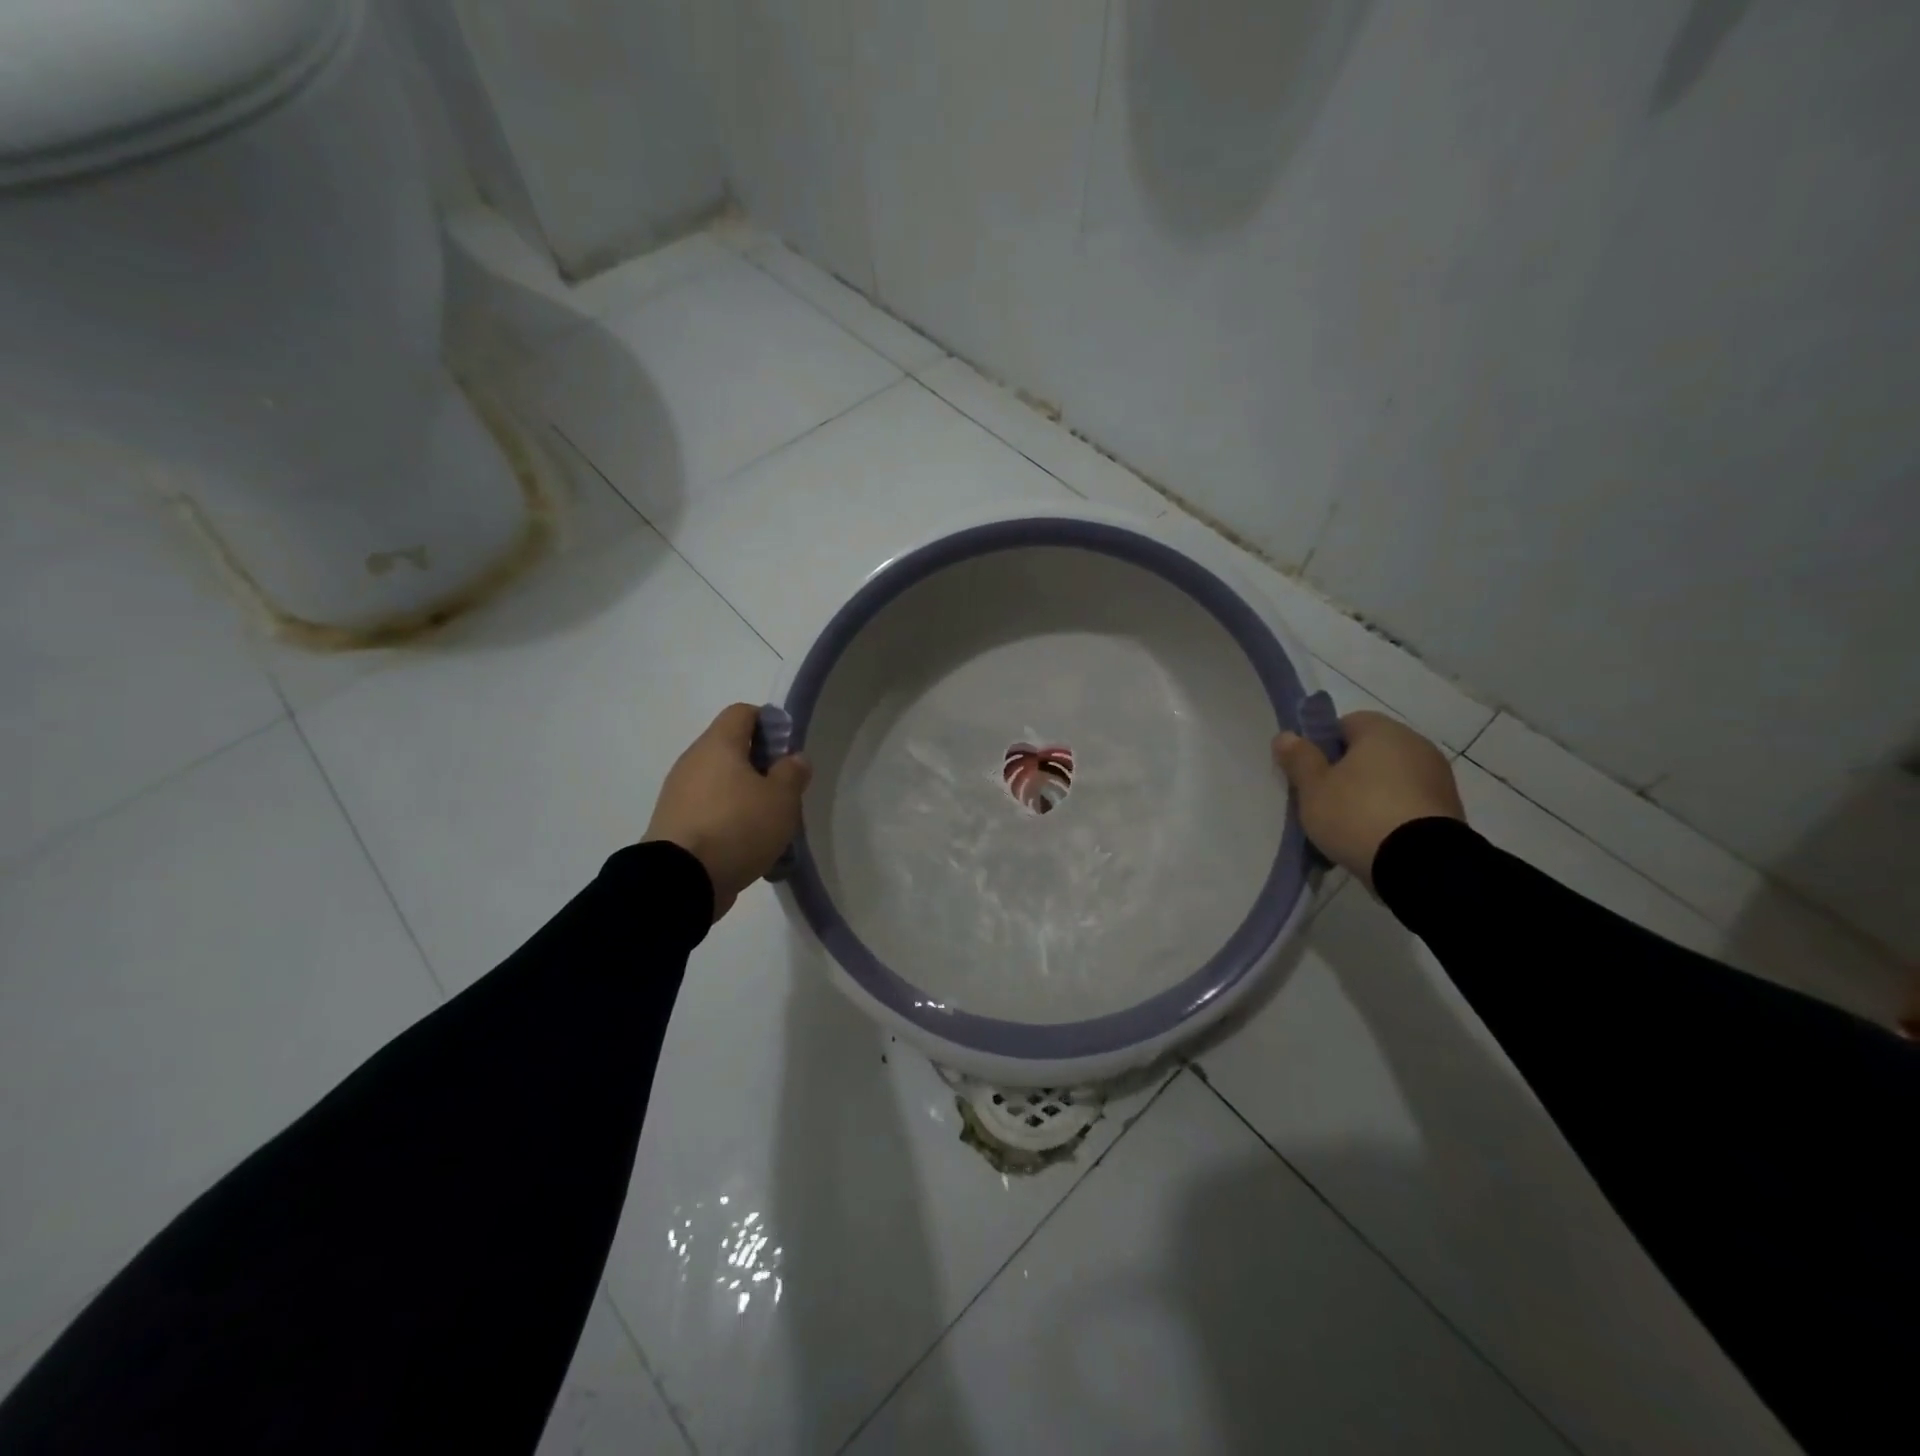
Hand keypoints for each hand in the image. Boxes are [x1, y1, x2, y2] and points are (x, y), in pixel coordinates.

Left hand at [644, 704, 811, 920]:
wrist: (680, 881)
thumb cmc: (737, 827)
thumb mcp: (781, 799)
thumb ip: (792, 773)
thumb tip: (793, 758)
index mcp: (718, 744)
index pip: (743, 712)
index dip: (770, 723)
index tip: (788, 752)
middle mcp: (693, 761)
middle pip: (732, 749)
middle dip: (761, 767)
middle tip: (784, 793)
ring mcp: (678, 794)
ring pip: (721, 783)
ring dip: (746, 797)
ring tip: (768, 826)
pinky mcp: (674, 824)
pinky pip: (708, 811)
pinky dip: (728, 821)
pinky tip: (746, 846)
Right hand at [1272, 710, 1463, 889]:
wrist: (1421, 864)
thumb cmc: (1357, 814)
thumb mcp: (1313, 788)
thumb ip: (1299, 759)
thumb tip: (1286, 736)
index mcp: (1382, 731)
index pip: (1345, 724)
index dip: (1322, 746)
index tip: (1310, 774)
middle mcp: (1416, 744)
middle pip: (1370, 752)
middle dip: (1347, 773)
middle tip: (1324, 802)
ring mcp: (1438, 778)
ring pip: (1390, 779)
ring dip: (1371, 796)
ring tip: (1349, 828)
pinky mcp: (1450, 810)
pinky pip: (1409, 804)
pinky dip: (1392, 815)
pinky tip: (1375, 840)